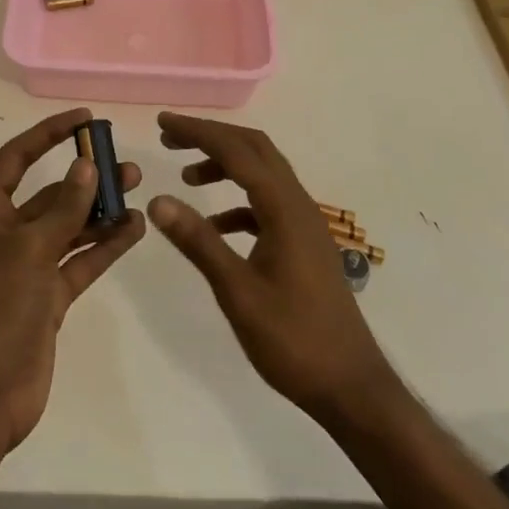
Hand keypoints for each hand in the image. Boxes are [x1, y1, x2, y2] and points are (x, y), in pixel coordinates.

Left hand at [0, 109, 144, 452]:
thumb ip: (63, 207)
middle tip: (126, 166)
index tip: (84, 120)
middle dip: (86, 178)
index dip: (48, 134)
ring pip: (69, 228)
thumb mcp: (30, 248)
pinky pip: (80, 262)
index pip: (17, 158)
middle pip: (49, 194)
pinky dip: (104, 247)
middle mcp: (6, 234)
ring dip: (100, 212)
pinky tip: (134, 230)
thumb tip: (87, 165)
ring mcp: (28, 268)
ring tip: (138, 192)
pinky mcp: (48, 298)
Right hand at [146, 113, 393, 423]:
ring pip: (263, 174)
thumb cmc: (293, 340)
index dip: (198, 132)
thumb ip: (198, 241)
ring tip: (187, 178)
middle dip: (212, 138)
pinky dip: (238, 201)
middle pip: (254, 150)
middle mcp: (298, 205)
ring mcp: (305, 224)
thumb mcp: (237, 292)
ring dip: (225, 166)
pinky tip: (215, 225)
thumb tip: (157, 200)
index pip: (237, 151)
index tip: (163, 122)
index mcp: (284, 209)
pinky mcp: (304, 243)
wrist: (351, 387)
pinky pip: (267, 204)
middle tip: (170, 138)